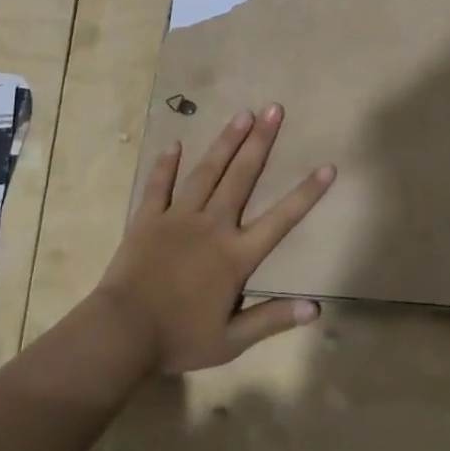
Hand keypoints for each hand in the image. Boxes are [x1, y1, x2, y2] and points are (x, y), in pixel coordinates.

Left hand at [95, 103, 335, 374]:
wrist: (121, 334)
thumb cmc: (179, 339)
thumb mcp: (231, 341)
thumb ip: (272, 319)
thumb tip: (316, 308)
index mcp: (235, 255)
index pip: (281, 219)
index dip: (306, 193)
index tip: (328, 166)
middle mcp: (212, 226)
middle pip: (242, 177)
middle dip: (261, 142)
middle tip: (274, 109)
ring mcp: (178, 218)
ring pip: (206, 172)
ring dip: (225, 142)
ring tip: (242, 113)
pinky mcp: (148, 219)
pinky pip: (158, 186)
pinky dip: (166, 165)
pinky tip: (174, 144)